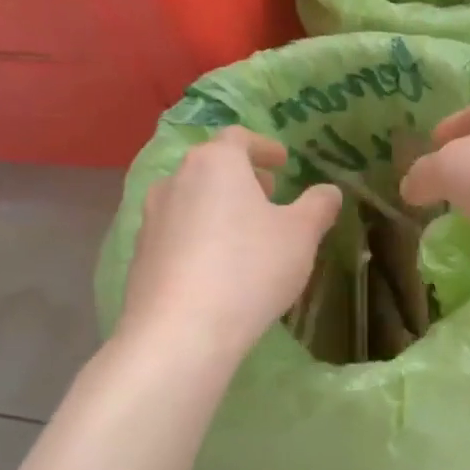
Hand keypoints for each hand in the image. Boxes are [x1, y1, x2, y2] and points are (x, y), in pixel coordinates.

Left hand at [115, 129, 340, 356]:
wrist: (180, 332)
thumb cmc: (250, 268)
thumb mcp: (302, 235)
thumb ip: (319, 206)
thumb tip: (329, 191)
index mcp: (215, 164)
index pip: (238, 138)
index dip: (264, 147)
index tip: (283, 163)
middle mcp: (176, 181)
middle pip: (211, 167)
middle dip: (242, 178)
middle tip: (269, 195)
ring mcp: (151, 219)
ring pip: (191, 200)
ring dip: (219, 208)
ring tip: (246, 233)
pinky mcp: (140, 256)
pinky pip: (177, 234)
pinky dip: (200, 237)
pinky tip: (219, 267)